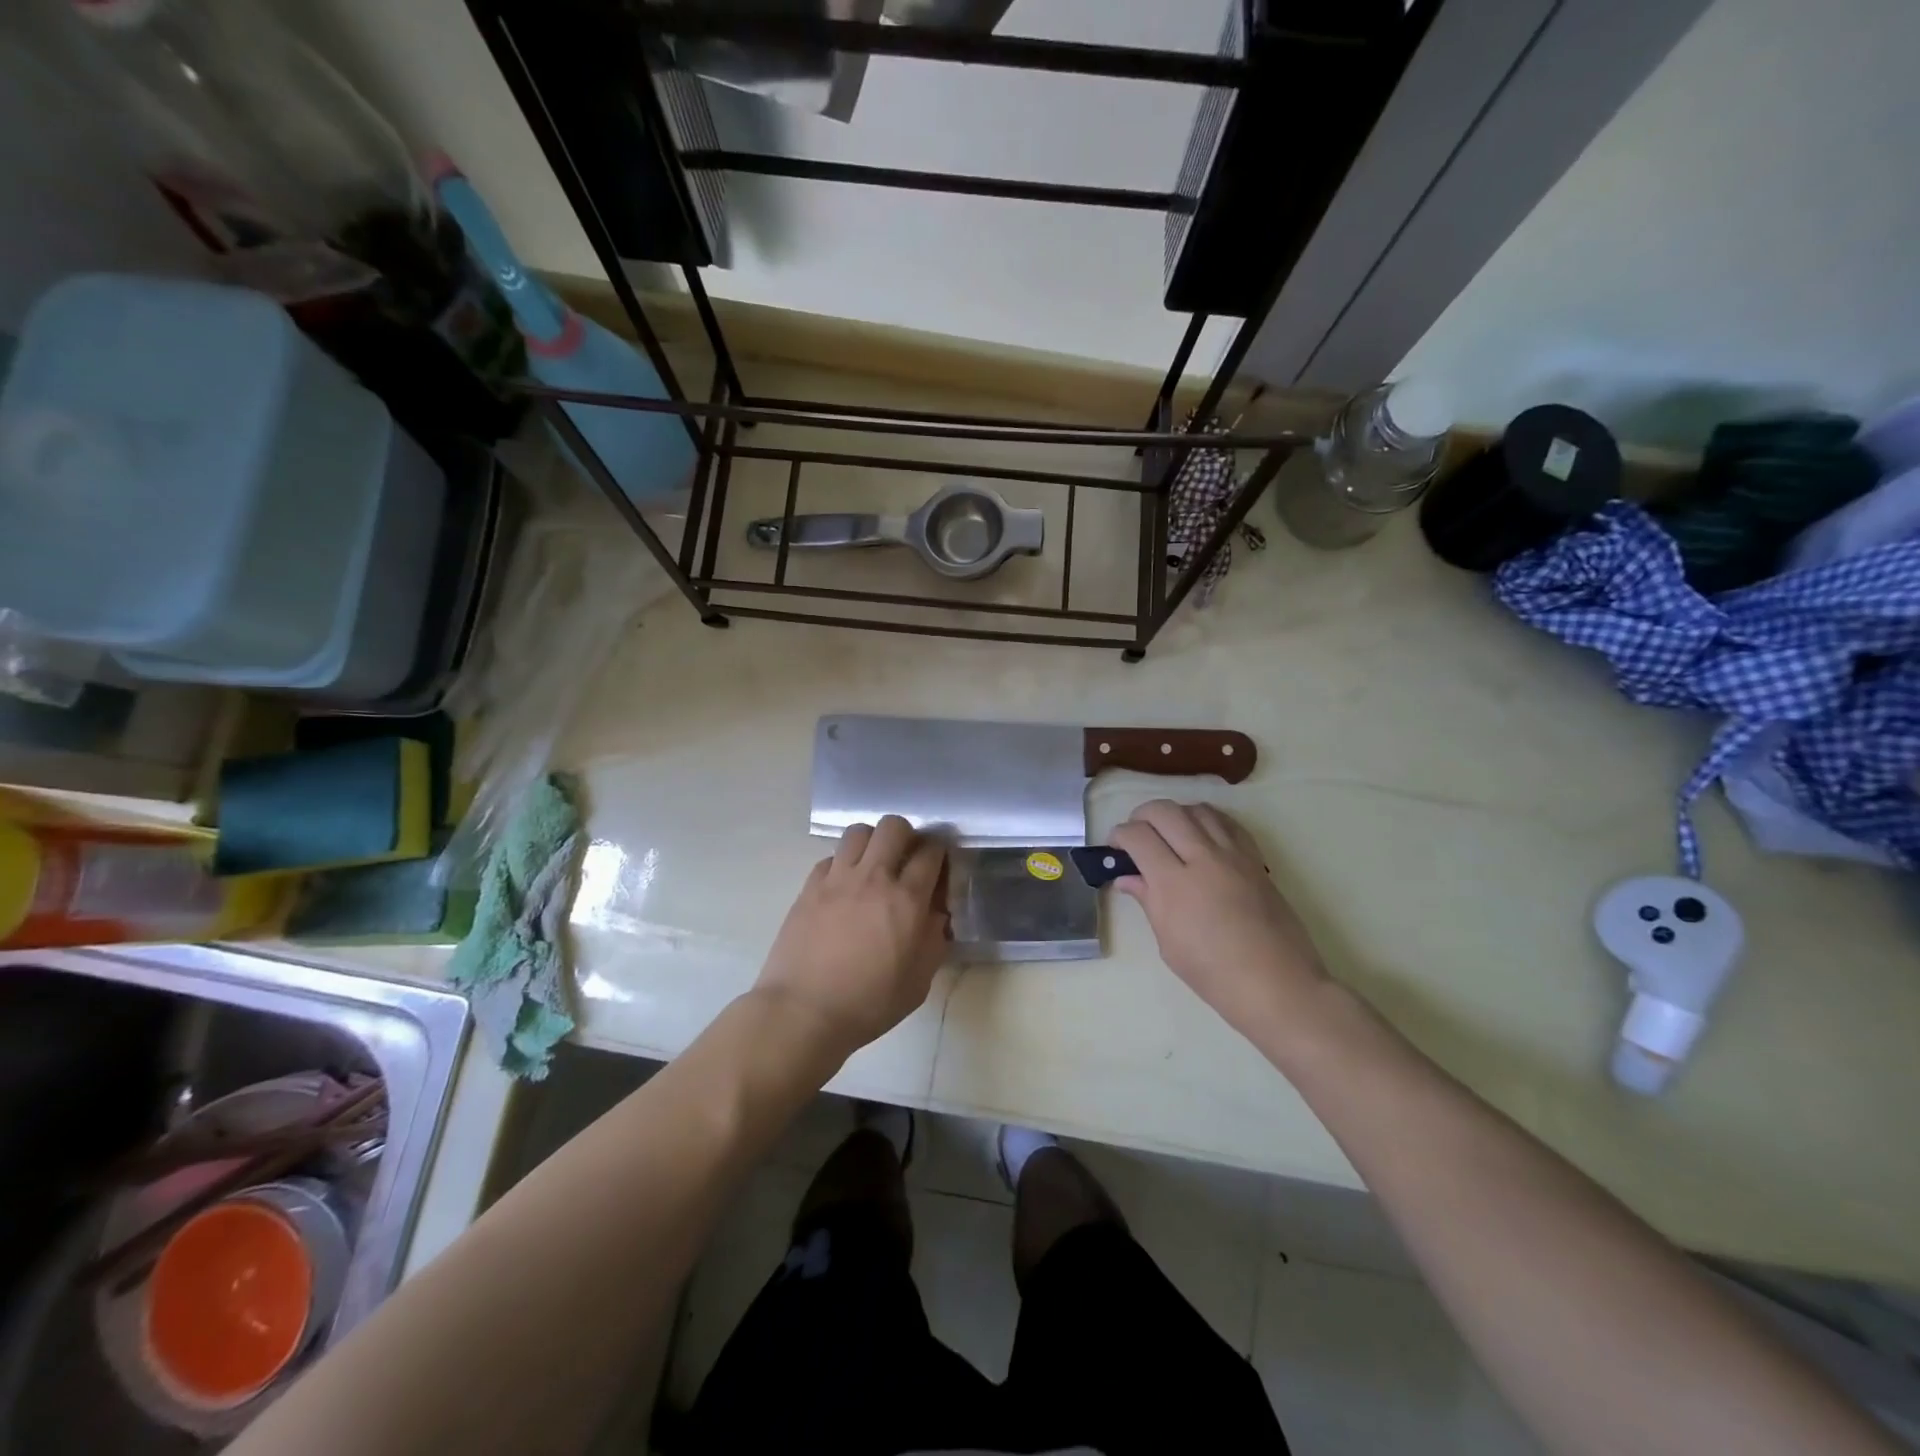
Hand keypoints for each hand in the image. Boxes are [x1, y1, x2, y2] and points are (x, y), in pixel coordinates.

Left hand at [755, 816, 949, 1059]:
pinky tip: (843, 887)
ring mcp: (837, 879)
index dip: (939, 853)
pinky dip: (842, 864)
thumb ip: (933, 940)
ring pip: (859, 832)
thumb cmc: (868, 1004)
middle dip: (906, 836)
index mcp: (907, 900)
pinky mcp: (809, 887)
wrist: (803, 1012)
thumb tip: (935, 915)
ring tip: (872, 865)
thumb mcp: (918, 981)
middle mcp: (874, 878)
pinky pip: (830, 857)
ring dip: (872, 842)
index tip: (937, 866)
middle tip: (905, 859)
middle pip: (894, 826)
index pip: (931, 852)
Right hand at [1111, 800, 1328, 1043]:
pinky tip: (1201, 837)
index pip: (1138, 836)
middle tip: (1137, 836)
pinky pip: (1227, 823)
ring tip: (1169, 835)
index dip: (1119, 836)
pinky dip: (1207, 821)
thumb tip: (1128, 878)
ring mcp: (1233, 855)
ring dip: (1176, 815)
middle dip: (1142, 816)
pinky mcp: (1255, 859)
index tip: (1116, 848)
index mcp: (1174, 884)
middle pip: (1165, 811)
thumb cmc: (1215, 974)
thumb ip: (1149, 901)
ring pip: (1197, 809)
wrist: (1277, 985)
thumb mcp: (1169, 944)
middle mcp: (1203, 858)